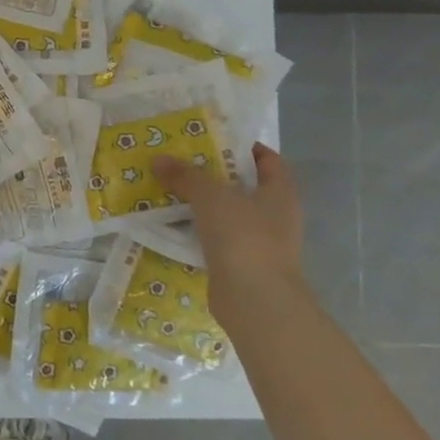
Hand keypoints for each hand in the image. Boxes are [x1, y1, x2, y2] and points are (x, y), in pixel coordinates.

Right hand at [152, 143, 310, 322]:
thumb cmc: (244, 237)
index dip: (245, 147)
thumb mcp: (210, 196)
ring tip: (171, 191)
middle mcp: (276, 216)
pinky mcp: (242, 265)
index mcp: (280, 193)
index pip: (269, 160)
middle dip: (215, 175)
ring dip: (204, 206)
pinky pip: (218, 240)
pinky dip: (199, 232)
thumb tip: (159, 159)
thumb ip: (186, 175)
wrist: (255, 300)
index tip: (212, 140)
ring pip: (229, 215)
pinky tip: (174, 226)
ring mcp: (261, 243)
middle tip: (181, 163)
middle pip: (245, 187)